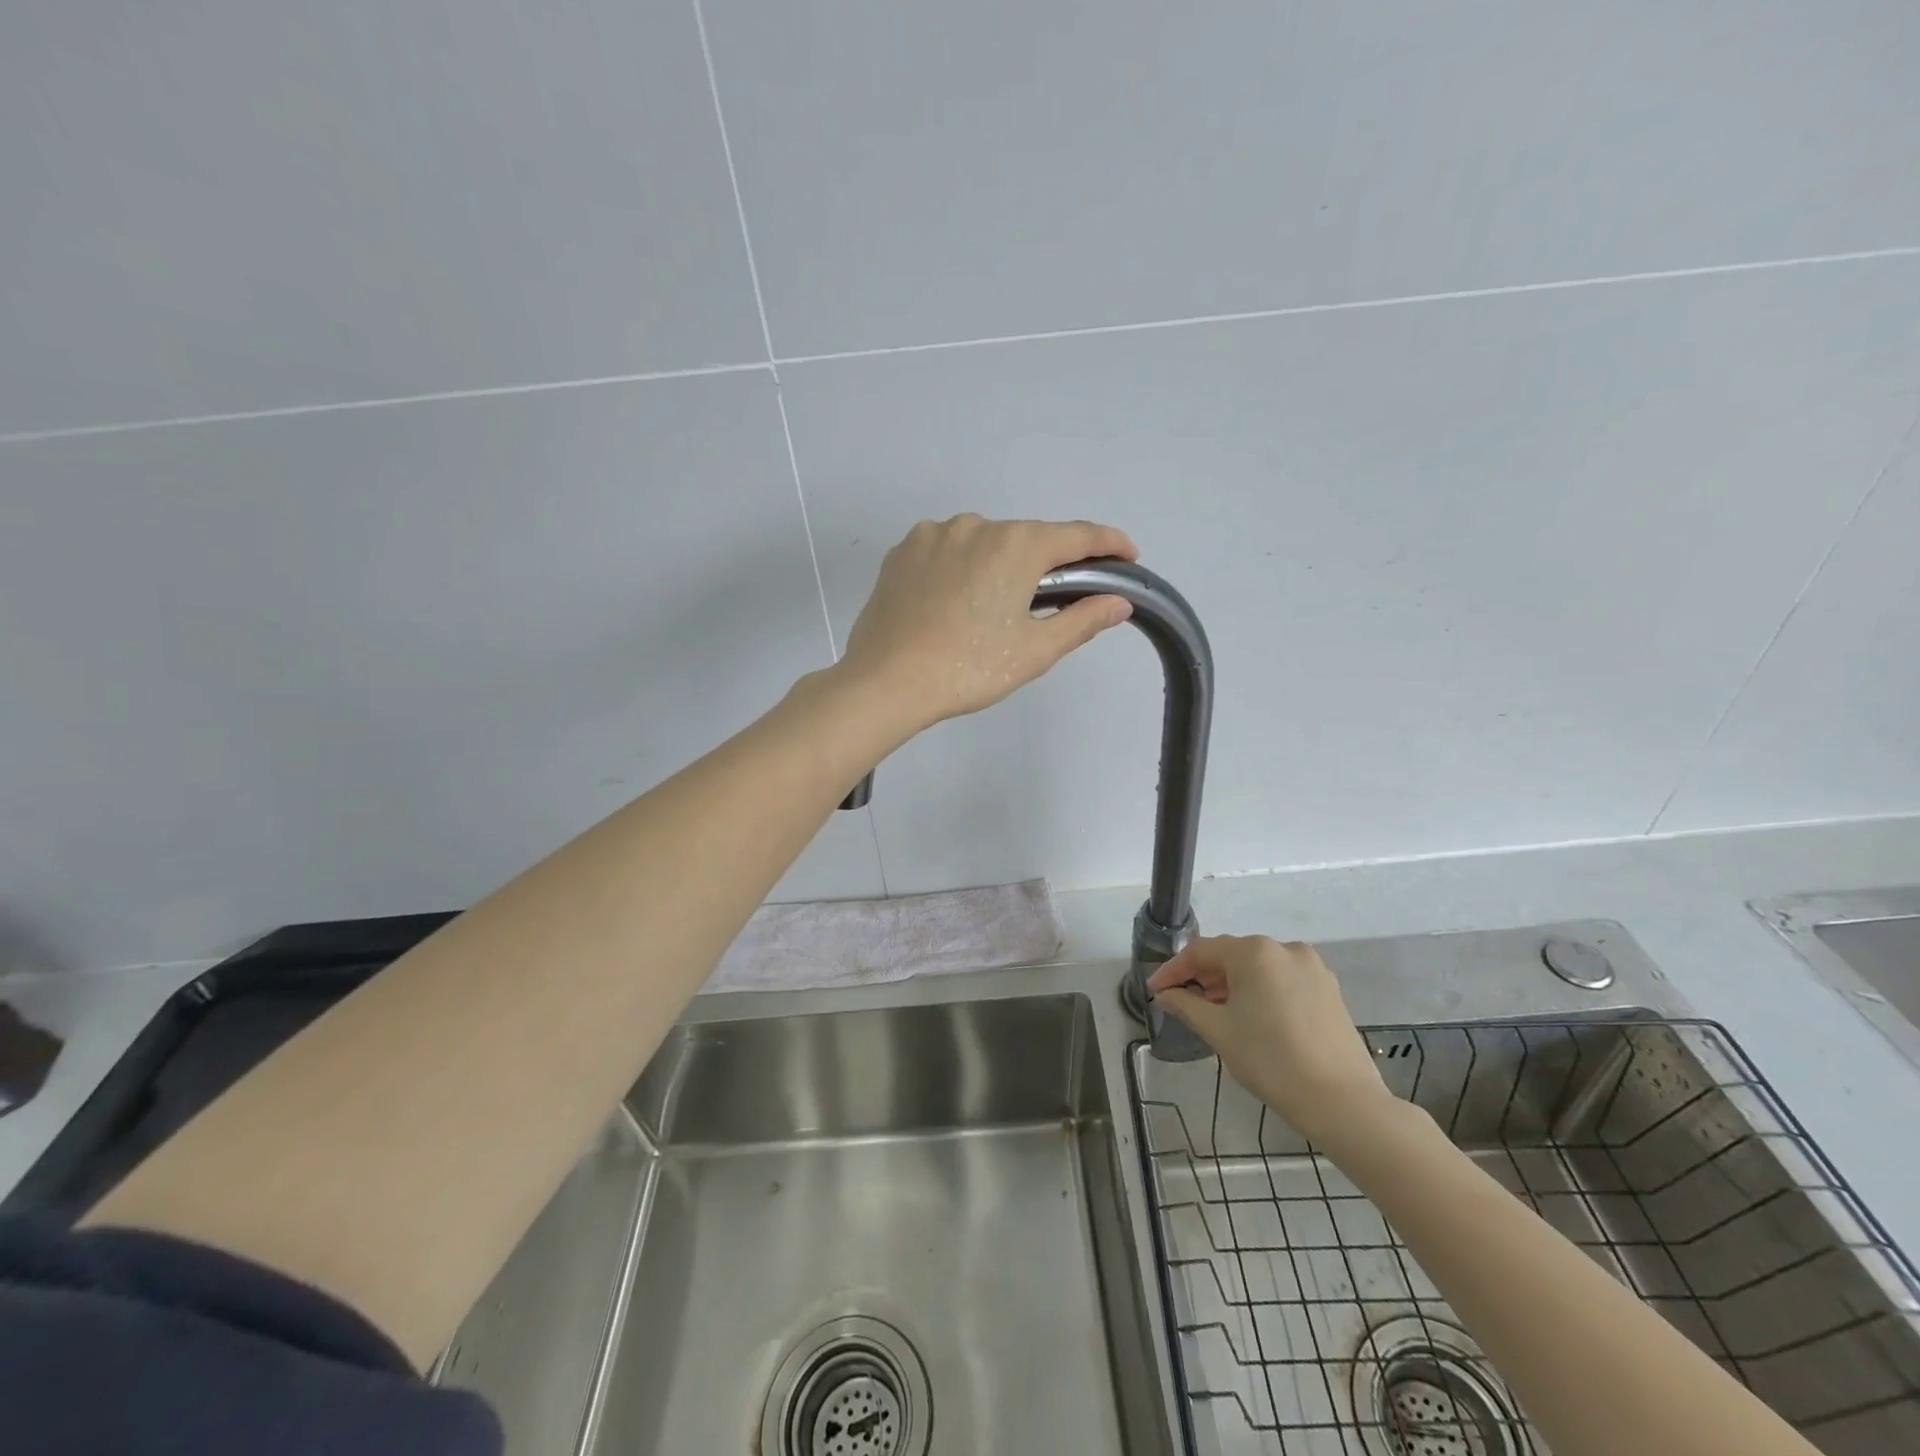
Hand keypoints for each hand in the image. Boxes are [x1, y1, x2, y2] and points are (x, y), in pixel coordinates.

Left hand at [838, 515, 1137, 731]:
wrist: (886, 682)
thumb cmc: (969, 668)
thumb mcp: (1034, 650)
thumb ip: (1082, 619)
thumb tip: (1118, 602)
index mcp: (1015, 544)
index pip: (1077, 535)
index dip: (1109, 543)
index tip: (1128, 555)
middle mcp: (975, 525)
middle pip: (1027, 539)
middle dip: (1047, 564)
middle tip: (1054, 600)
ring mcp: (932, 535)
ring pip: (983, 543)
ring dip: (999, 566)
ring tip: (993, 610)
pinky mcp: (901, 552)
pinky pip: (946, 552)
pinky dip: (962, 568)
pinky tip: (956, 602)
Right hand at [1148, 936, 1397, 1148]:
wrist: (1342, 1102)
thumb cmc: (1270, 1061)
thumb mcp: (1219, 1031)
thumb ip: (1186, 1005)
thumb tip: (1166, 995)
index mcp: (1254, 952)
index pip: (1201, 951)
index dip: (1173, 970)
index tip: (1155, 991)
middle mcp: (1284, 948)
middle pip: (1231, 955)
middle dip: (1204, 976)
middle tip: (1182, 1001)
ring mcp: (1312, 967)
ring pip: (1259, 967)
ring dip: (1232, 984)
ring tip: (1215, 1011)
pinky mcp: (1329, 989)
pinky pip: (1283, 979)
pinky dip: (1261, 991)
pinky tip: (1252, 1016)